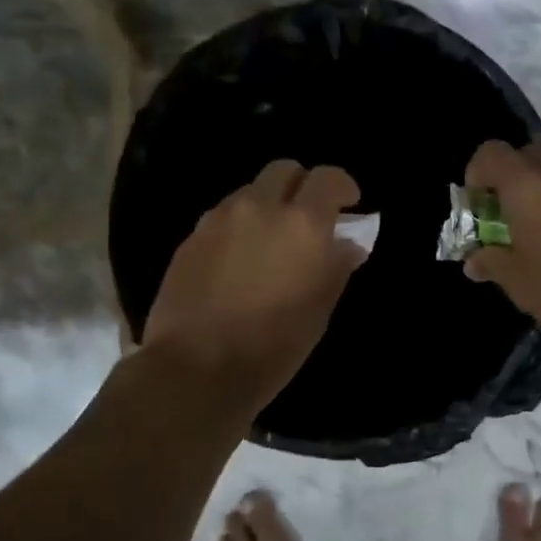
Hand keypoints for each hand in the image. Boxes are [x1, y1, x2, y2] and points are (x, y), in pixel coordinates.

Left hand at [143, 160, 367, 407]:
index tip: (349, 206)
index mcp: (302, 223)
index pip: (328, 178)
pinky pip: (223, 215)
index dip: (343, 187)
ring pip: (251, 191)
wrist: (196, 370)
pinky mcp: (191, 237)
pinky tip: (239, 259)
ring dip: (267, 205)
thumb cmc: (273, 346)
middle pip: (284, 170)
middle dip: (301, 186)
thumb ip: (336, 267)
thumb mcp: (320, 310)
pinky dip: (239, 225)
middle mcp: (260, 208)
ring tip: (270, 241)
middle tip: (308, 217)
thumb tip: (346, 244)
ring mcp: (220, 219)